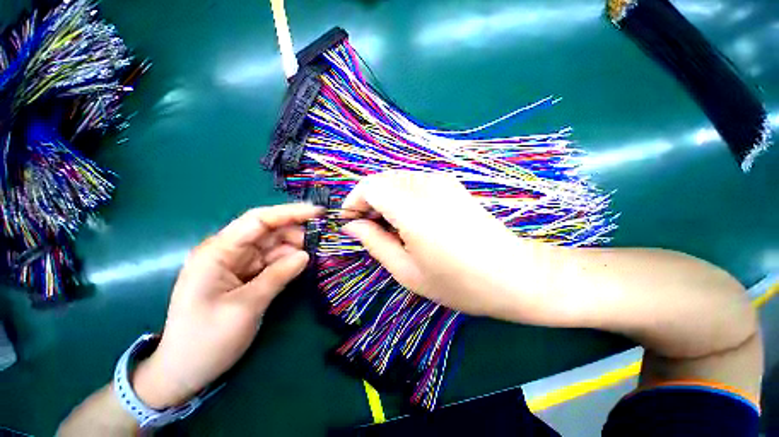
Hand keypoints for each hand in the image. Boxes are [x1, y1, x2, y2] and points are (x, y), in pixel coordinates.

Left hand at [131, 204, 322, 408]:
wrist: (184, 371)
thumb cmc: (206, 340)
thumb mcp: (246, 307)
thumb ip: (278, 276)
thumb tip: (306, 255)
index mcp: (218, 252)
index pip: (258, 220)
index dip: (290, 212)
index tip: (318, 212)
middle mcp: (227, 251)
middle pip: (268, 230)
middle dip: (296, 231)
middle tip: (322, 238)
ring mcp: (236, 264)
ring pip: (272, 245)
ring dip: (295, 246)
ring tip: (317, 251)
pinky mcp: (245, 275)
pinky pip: (271, 261)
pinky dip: (288, 260)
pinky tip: (303, 263)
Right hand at [341, 171, 557, 320]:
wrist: (513, 275)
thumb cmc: (458, 282)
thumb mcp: (406, 270)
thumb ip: (374, 242)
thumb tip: (351, 226)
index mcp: (413, 208)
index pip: (369, 186)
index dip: (354, 202)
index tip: (352, 223)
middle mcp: (427, 185)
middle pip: (381, 180)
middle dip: (368, 201)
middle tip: (369, 229)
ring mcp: (442, 181)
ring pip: (396, 180)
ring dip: (384, 199)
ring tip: (390, 228)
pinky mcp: (451, 184)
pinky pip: (414, 182)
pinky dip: (401, 197)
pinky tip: (410, 219)